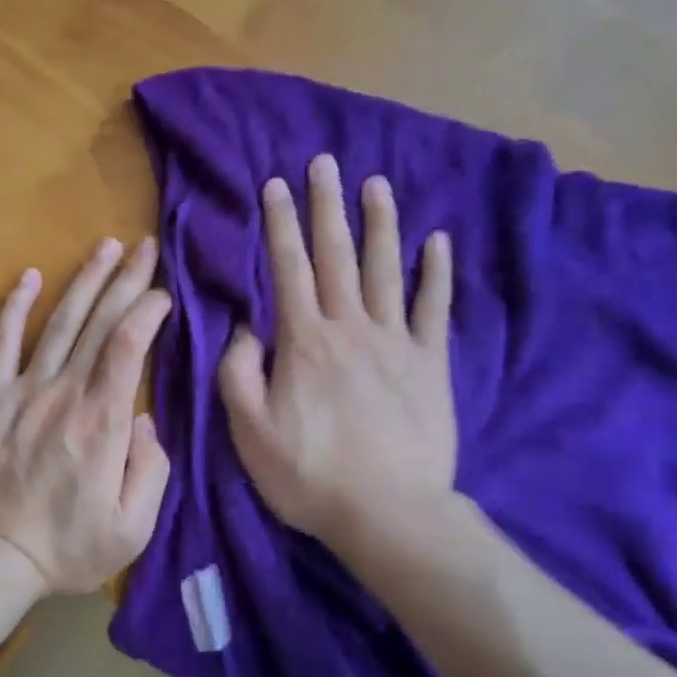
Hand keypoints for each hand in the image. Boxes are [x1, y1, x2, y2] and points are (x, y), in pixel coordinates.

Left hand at [0, 236, 172, 595]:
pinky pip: (1, 344)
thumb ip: (152, 469)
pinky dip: (14, 308)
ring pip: (59, 324)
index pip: (129, 346)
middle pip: (100, 324)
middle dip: (126, 280)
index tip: (164, 295)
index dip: (148, 311)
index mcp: (103, 423)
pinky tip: (29, 276)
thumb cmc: (69, 547)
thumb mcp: (133, 527)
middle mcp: (65, 394)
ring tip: (105, 246)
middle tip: (145, 247)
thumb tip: (145, 419)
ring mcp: (23, 391)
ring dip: (84, 281)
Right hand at [219, 154, 458, 552]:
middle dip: (328, 206)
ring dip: (380, 223)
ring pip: (387, 269)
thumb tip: (244, 327)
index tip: (277, 184)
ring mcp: (396, 343)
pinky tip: (438, 242)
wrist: (389, 514)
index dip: (281, 224)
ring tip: (377, 183)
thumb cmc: (310, 475)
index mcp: (304, 341)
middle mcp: (350, 327)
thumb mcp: (249, 432)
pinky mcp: (431, 364)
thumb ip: (238, 373)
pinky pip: (434, 309)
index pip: (288, 268)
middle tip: (325, 162)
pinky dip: (437, 274)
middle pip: (337, 255)